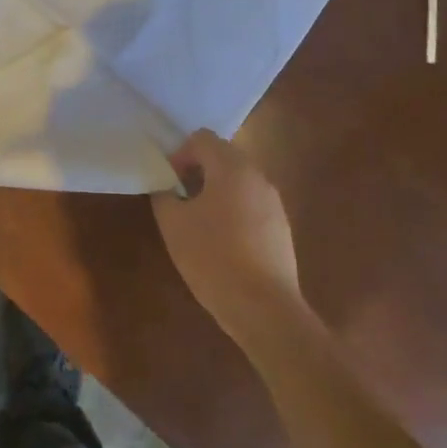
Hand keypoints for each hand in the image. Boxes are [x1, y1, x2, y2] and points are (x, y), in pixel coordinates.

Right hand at [150, 129, 306, 347]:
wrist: (263, 308)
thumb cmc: (212, 258)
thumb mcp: (173, 224)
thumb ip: (165, 195)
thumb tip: (167, 187)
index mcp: (232, 168)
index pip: (202, 138)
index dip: (180, 154)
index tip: (169, 182)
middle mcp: (258, 177)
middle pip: (224, 156)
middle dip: (198, 170)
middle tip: (179, 198)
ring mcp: (274, 203)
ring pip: (239, 181)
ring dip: (216, 190)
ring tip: (198, 222)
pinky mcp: (282, 228)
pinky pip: (252, 204)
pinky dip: (234, 210)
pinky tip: (222, 242)